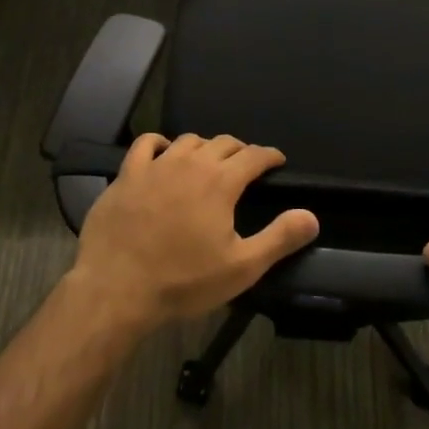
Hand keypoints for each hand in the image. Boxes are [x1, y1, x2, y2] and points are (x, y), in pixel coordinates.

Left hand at [71, 133, 319, 330]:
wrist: (117, 288)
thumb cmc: (183, 281)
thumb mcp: (241, 267)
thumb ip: (279, 238)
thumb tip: (311, 216)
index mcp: (221, 182)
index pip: (253, 156)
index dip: (269, 156)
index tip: (277, 161)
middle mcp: (191, 163)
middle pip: (222, 143)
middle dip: (240, 150)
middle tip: (246, 165)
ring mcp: (156, 165)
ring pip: (188, 140)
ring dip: (205, 146)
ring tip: (209, 161)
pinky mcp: (127, 174)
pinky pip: (147, 144)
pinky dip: (161, 143)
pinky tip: (164, 153)